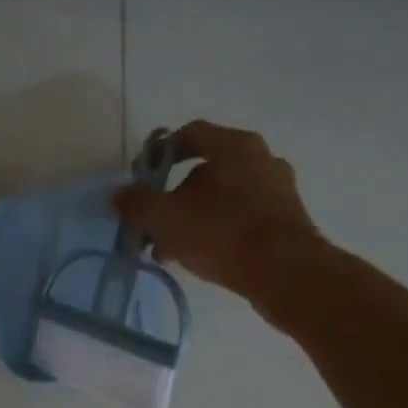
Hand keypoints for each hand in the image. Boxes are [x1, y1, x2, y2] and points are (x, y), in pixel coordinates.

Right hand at [114, 121, 326, 304]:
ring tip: (173, 247)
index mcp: (234, 145)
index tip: (144, 176)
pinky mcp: (289, 220)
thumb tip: (118, 194)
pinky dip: (220, 230)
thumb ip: (138, 203)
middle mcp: (262, 158)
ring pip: (225, 196)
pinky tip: (202, 257)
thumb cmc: (222, 232)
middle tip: (156, 219)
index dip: (161, 152)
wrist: (286, 273)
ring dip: (196, 216)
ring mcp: (279, 189)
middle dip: (176, 194)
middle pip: (208, 168)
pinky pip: (244, 217)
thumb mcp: (165, 218)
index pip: (191, 134)